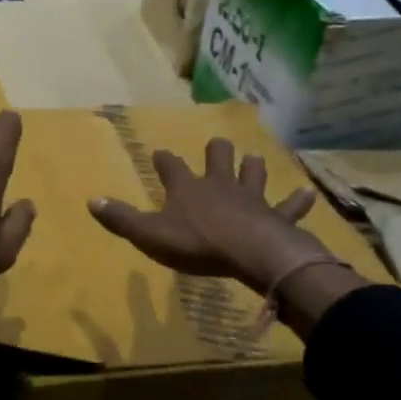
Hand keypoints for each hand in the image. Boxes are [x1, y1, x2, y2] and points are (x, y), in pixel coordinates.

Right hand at [87, 138, 367, 332]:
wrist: (250, 253)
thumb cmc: (196, 244)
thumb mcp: (150, 234)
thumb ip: (122, 218)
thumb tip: (92, 200)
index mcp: (187, 188)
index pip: (171, 167)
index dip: (164, 160)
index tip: (160, 154)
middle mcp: (219, 185)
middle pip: (217, 158)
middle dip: (216, 151)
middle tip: (216, 146)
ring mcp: (251, 198)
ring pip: (253, 174)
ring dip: (252, 168)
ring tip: (253, 161)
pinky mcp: (277, 216)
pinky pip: (290, 206)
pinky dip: (298, 201)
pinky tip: (308, 194)